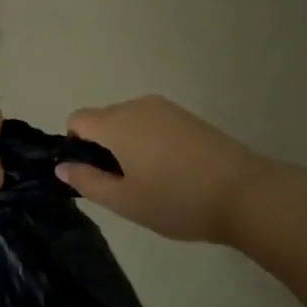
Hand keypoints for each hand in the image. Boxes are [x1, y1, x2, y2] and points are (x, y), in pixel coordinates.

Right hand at [59, 96, 268, 242]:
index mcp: (117, 122)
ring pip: (130, 121)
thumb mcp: (126, 201)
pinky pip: (153, 123)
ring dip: (129, 145)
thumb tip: (62, 166)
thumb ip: (88, 181)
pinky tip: (173, 172)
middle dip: (104, 147)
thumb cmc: (177, 200)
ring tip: (151, 182)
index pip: (78, 119)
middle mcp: (137, 105)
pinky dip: (151, 142)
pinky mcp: (188, 116)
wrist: (245, 192)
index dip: (76, 146)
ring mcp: (166, 108)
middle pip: (104, 119)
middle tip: (124, 187)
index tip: (93, 175)